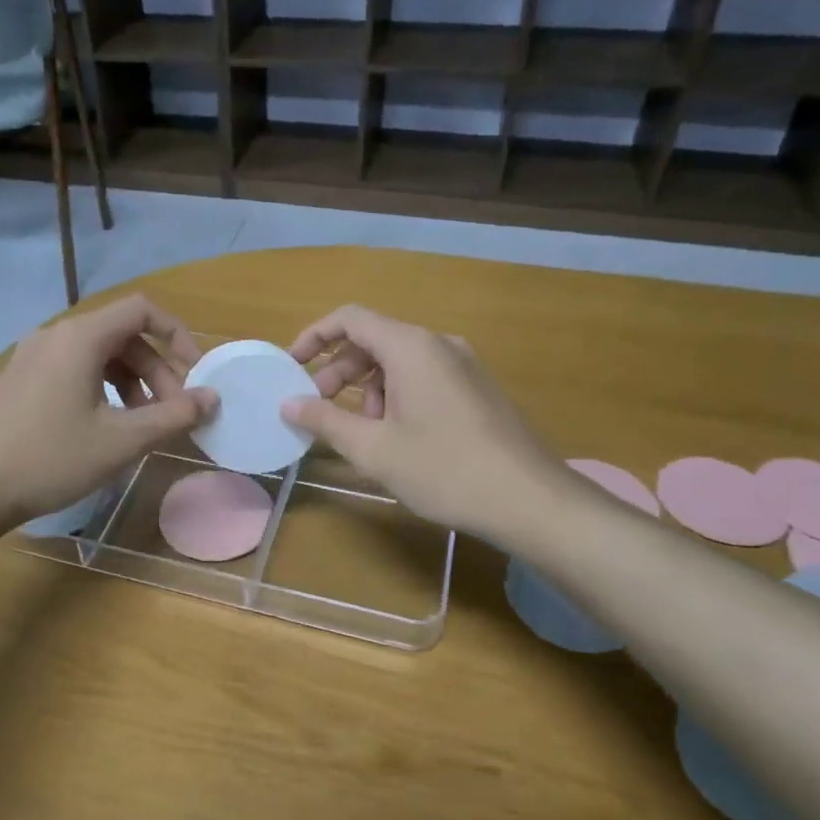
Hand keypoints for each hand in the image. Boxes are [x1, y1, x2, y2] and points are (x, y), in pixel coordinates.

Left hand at [0, 295, 214, 529]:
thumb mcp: (121, 441)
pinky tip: (103, 427)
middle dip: (156, 370)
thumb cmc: (50, 459)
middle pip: (122, 335)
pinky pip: (72, 369)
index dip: (177, 335)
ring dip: (130, 382)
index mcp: (80, 337)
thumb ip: (173, 416)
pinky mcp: (18, 379)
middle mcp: (54, 335)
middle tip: (172, 414)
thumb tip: (211, 398)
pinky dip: (100, 388)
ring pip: (97, 355)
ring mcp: (30, 356)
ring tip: (142, 425)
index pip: (142, 310)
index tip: (195, 373)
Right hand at [282, 305, 564, 542]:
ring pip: (399, 361)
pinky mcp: (477, 388)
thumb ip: (325, 420)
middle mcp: (439, 344)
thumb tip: (288, 404)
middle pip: (375, 339)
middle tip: (318, 408)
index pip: (350, 318)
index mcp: (411, 347)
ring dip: (368, 388)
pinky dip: (397, 395)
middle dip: (339, 371)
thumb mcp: (374, 449)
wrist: (531, 500)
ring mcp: (464, 365)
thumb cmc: (444, 470)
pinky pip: (424, 376)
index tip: (292, 366)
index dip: (314, 337)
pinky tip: (398, 437)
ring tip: (363, 432)